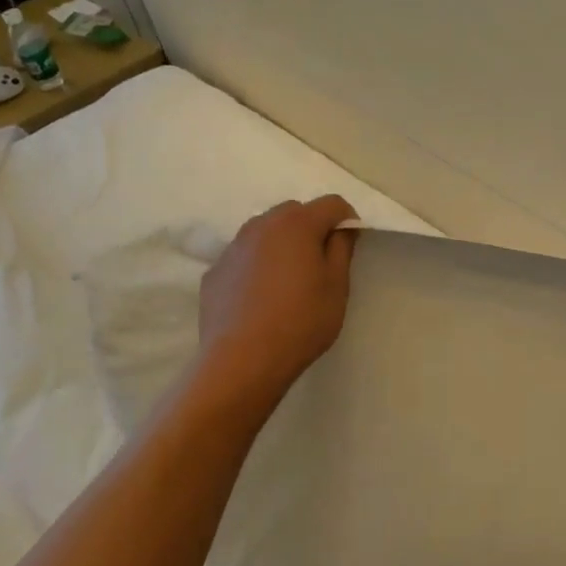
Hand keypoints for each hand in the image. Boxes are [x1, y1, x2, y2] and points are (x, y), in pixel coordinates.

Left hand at [194, 195, 357, 404]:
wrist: (242, 361)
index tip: (350, 246)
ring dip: (281, 245)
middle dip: (311, 228)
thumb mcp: (337, 286)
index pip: (332, 204)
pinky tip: (260, 298)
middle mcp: (261, 225)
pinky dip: (257, 266)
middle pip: (295, 212)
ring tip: (288, 281)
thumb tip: (341, 229)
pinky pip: (244, 257)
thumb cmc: (301, 321)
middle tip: (319, 263)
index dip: (347, 220)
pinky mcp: (215, 271)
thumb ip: (342, 249)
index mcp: (297, 224)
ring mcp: (233, 247)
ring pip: (265, 232)